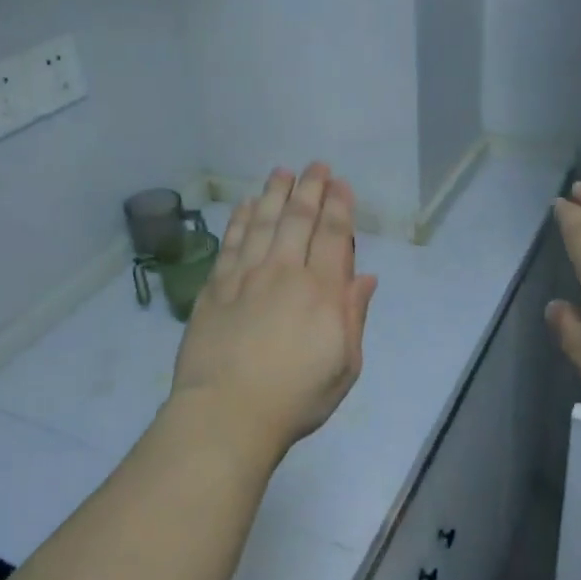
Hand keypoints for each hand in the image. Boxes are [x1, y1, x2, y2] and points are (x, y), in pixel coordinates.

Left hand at [169, 164, 378, 465]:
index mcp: (322, 292)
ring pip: (262, 222)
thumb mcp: (345, 366)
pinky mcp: (215, 287)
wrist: (227, 413)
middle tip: (315, 166)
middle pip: (298, 219)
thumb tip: (364, 278)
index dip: (338, 206)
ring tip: (282, 172)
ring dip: (274, 194)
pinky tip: (245, 204)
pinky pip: (230, 242)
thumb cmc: (295, 397)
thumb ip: (353, 316)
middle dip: (310, 188)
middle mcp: (284, 272)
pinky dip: (239, 219)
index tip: (340, 184)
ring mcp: (246, 276)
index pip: (333, 236)